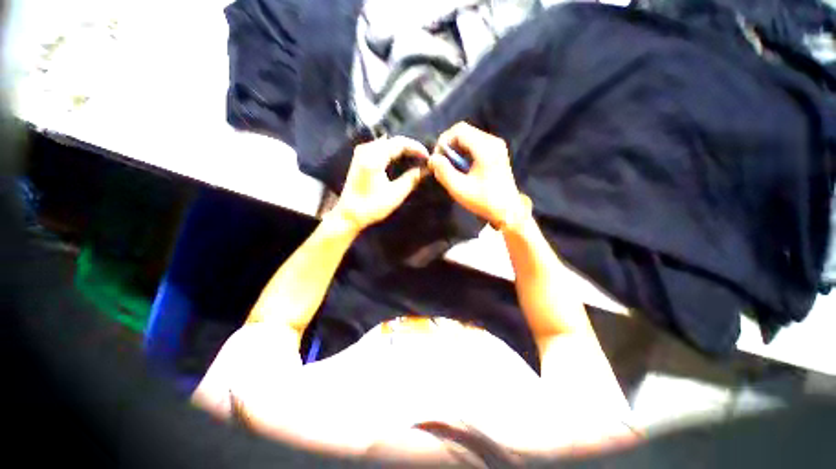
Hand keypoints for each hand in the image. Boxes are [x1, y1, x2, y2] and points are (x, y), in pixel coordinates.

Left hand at [332, 136, 428, 232]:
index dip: (416, 148)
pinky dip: (392, 152)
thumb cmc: (372, 206)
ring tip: (415, 158)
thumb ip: (411, 179)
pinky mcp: (360, 158)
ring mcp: (361, 152)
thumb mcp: (395, 194)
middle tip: (423, 158)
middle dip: (410, 147)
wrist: (349, 214)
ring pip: (386, 143)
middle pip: (393, 141)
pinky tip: (401, 159)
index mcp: (374, 157)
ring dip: (402, 149)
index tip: (428, 157)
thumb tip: (425, 170)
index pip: (400, 143)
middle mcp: (366, 149)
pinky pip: (380, 148)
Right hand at [428, 122, 524, 228]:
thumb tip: (432, 159)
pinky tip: (462, 168)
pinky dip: (464, 153)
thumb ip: (443, 171)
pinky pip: (475, 144)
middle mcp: (493, 141)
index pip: (459, 130)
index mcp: (486, 148)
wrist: (507, 210)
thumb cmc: (484, 201)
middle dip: (449, 146)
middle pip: (464, 131)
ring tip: (451, 167)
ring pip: (469, 137)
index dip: (443, 141)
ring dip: (456, 150)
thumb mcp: (459, 189)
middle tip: (442, 163)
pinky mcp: (496, 152)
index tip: (437, 158)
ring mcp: (497, 146)